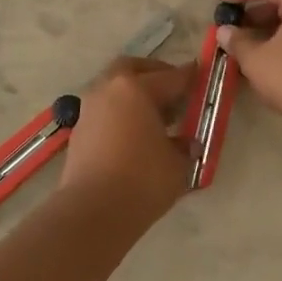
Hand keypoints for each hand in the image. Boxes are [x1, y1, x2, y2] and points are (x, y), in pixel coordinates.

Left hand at [59, 57, 193, 219]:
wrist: (93, 212)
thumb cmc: (143, 180)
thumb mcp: (178, 163)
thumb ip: (184, 145)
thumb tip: (185, 141)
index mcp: (136, 88)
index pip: (171, 77)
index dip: (190, 77)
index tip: (202, 76)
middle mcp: (109, 89)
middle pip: (133, 69)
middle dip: (154, 74)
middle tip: (173, 91)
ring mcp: (89, 109)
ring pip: (114, 88)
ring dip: (134, 95)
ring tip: (156, 118)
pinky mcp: (79, 131)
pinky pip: (105, 111)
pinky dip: (120, 114)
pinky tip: (135, 135)